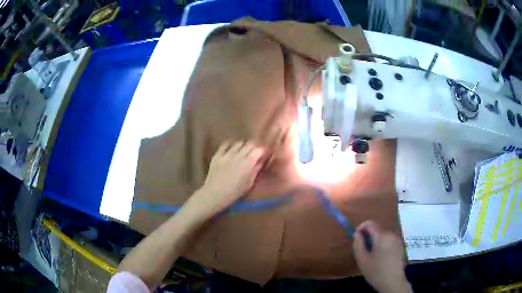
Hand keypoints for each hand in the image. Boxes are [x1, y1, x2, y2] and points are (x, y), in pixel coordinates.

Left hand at [189, 141, 265, 217]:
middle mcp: (239, 155)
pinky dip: (230, 145)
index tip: (261, 155)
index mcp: (248, 163)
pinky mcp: (218, 154)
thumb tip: (261, 161)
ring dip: (242, 146)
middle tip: (253, 153)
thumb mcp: (249, 184)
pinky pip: (225, 144)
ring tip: (242, 152)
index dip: (261, 151)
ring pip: (238, 143)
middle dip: (253, 148)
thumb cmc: (234, 192)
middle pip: (249, 144)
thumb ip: (256, 171)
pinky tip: (231, 149)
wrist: (214, 194)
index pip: (258, 150)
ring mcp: (227, 154)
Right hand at [353, 221, 411, 292]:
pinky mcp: (400, 245)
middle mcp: (391, 234)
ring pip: (383, 235)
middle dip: (368, 236)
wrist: (393, 282)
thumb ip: (358, 244)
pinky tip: (380, 257)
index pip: (370, 223)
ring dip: (375, 240)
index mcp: (382, 237)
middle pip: (377, 229)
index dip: (361, 227)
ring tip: (371, 255)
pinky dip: (382, 244)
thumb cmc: (376, 272)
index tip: (356, 237)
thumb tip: (357, 234)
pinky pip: (389, 240)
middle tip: (363, 250)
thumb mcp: (362, 260)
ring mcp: (397, 239)